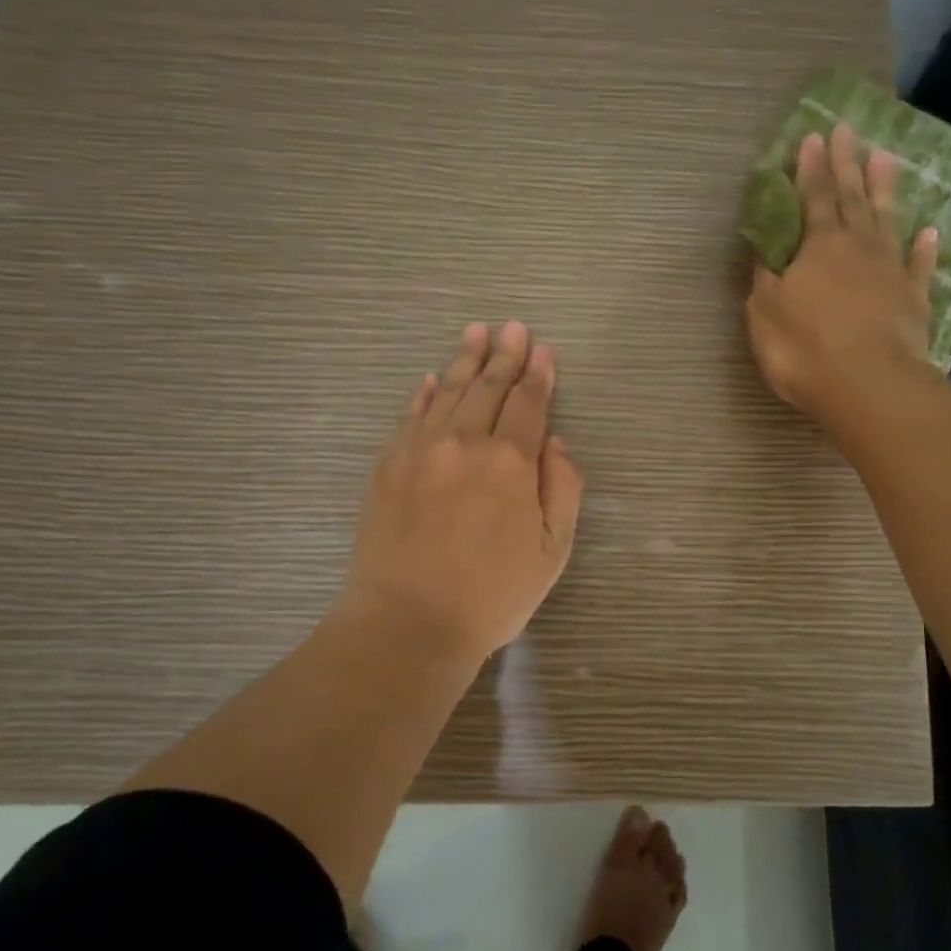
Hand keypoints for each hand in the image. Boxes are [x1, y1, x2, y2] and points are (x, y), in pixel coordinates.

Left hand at [341, 321, 583, 662]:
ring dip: (465, 360)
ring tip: (475, 332)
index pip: (529, 403)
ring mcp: (420, 450)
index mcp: (511, 462)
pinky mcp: (388, 466)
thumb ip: (563, 487)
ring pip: (448, 392)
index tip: (543, 350)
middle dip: (504, 355)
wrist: (408, 623)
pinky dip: (425, 393)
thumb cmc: (492, 595)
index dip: (539, 375)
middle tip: (513, 328)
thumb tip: (557, 441)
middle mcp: (465, 443)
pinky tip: (433, 379)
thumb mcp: (552, 550)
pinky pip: (411, 415)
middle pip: (488, 388)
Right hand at [745, 123, 939, 425]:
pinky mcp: (914, 299)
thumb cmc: (804, 347)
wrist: (866, 383)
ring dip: (885, 189)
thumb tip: (766, 251)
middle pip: (852, 197)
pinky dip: (924, 248)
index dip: (810, 168)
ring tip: (886, 158)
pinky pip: (920, 266)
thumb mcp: (765, 312)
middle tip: (848, 130)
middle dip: (847, 163)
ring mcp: (891, 271)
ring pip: (887, 220)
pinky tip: (930, 231)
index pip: (813, 197)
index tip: (813, 137)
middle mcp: (858, 247)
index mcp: (818, 247)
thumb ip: (766, 278)